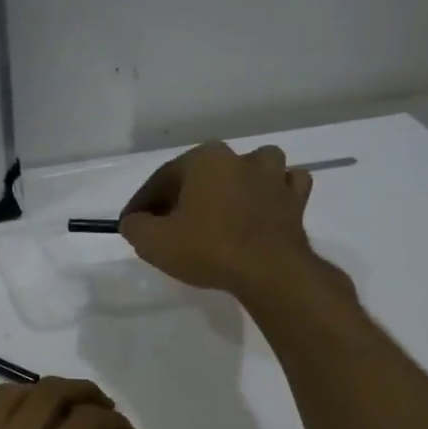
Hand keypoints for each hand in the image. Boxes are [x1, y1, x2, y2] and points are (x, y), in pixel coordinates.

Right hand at [118, 142, 315, 298]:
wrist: (269, 270)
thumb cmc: (208, 249)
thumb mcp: (155, 243)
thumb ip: (136, 227)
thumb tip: (134, 221)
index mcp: (204, 159)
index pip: (163, 178)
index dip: (143, 202)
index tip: (132, 224)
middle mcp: (240, 157)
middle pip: (203, 174)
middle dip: (184, 195)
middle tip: (169, 224)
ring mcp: (273, 176)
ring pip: (249, 170)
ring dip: (235, 184)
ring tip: (221, 209)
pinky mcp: (295, 199)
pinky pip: (283, 187)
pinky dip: (272, 194)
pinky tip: (263, 207)